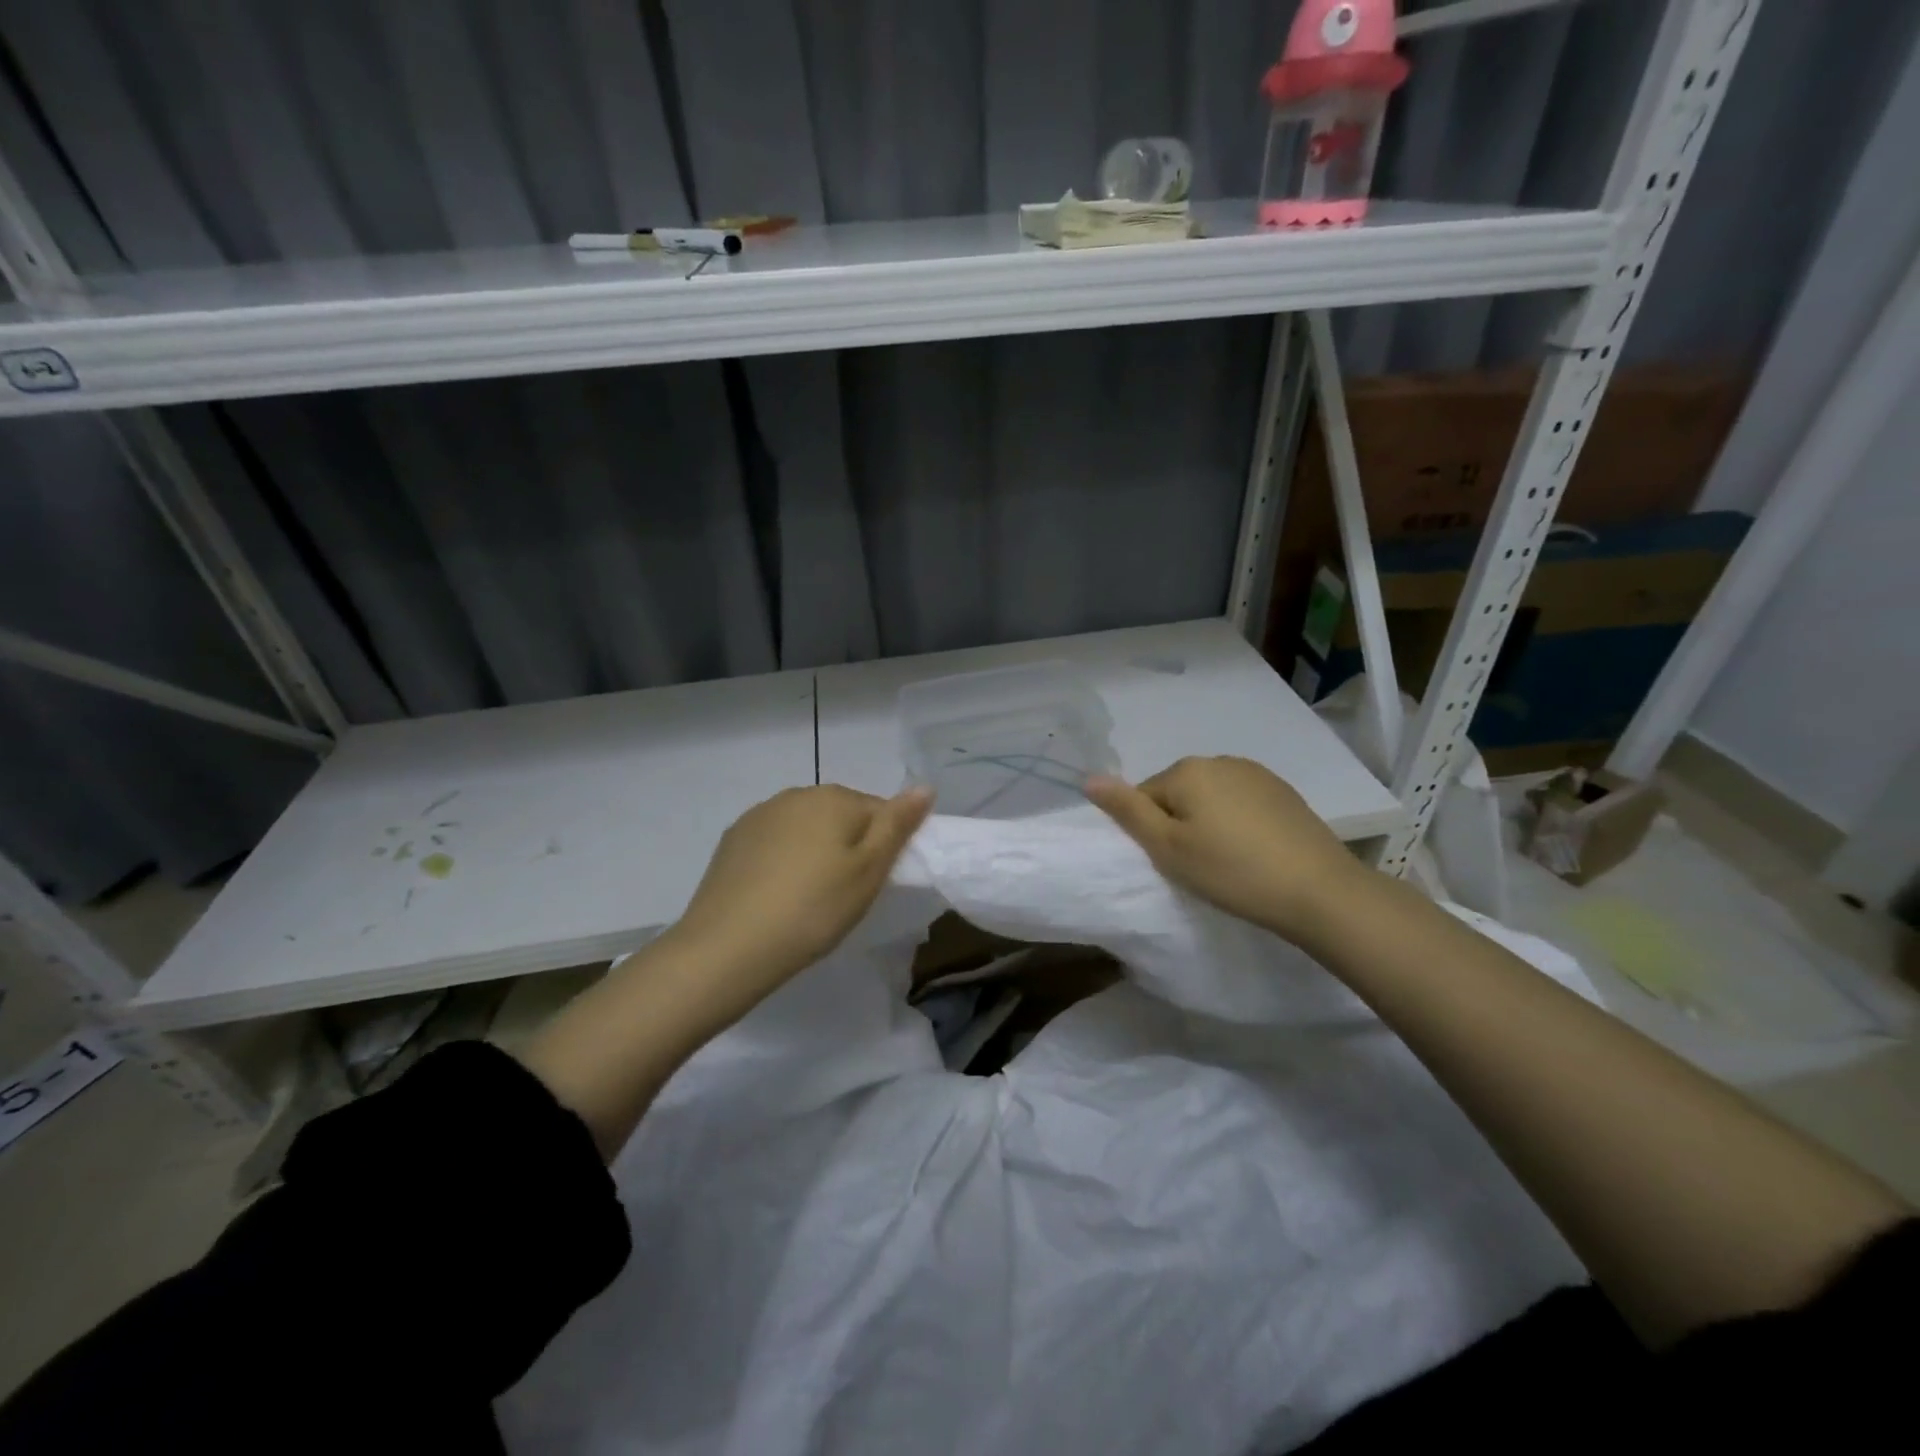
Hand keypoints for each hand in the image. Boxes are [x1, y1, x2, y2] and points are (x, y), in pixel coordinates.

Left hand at [663, 784, 933, 1020]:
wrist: (728, 947)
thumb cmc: (813, 909)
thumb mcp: (869, 872)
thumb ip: (897, 825)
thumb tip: (925, 786)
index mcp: (834, 798)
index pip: (879, 811)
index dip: (885, 847)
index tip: (874, 883)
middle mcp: (796, 794)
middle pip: (840, 815)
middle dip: (850, 845)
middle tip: (846, 894)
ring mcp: (759, 815)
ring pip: (806, 828)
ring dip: (815, 851)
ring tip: (810, 897)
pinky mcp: (733, 840)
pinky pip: (774, 843)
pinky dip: (783, 861)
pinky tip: (777, 894)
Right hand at [1085, 756, 1365, 942]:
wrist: (1319, 891)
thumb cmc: (1232, 871)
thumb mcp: (1168, 848)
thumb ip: (1126, 811)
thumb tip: (1089, 778)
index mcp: (1187, 769)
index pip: (1145, 796)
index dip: (1151, 832)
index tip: (1173, 862)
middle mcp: (1220, 760)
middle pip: (1178, 793)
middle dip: (1179, 824)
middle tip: (1197, 865)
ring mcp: (1257, 773)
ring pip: (1211, 798)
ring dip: (1209, 823)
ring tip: (1228, 862)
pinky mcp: (1284, 792)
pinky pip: (1242, 803)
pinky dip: (1239, 824)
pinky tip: (1255, 852)